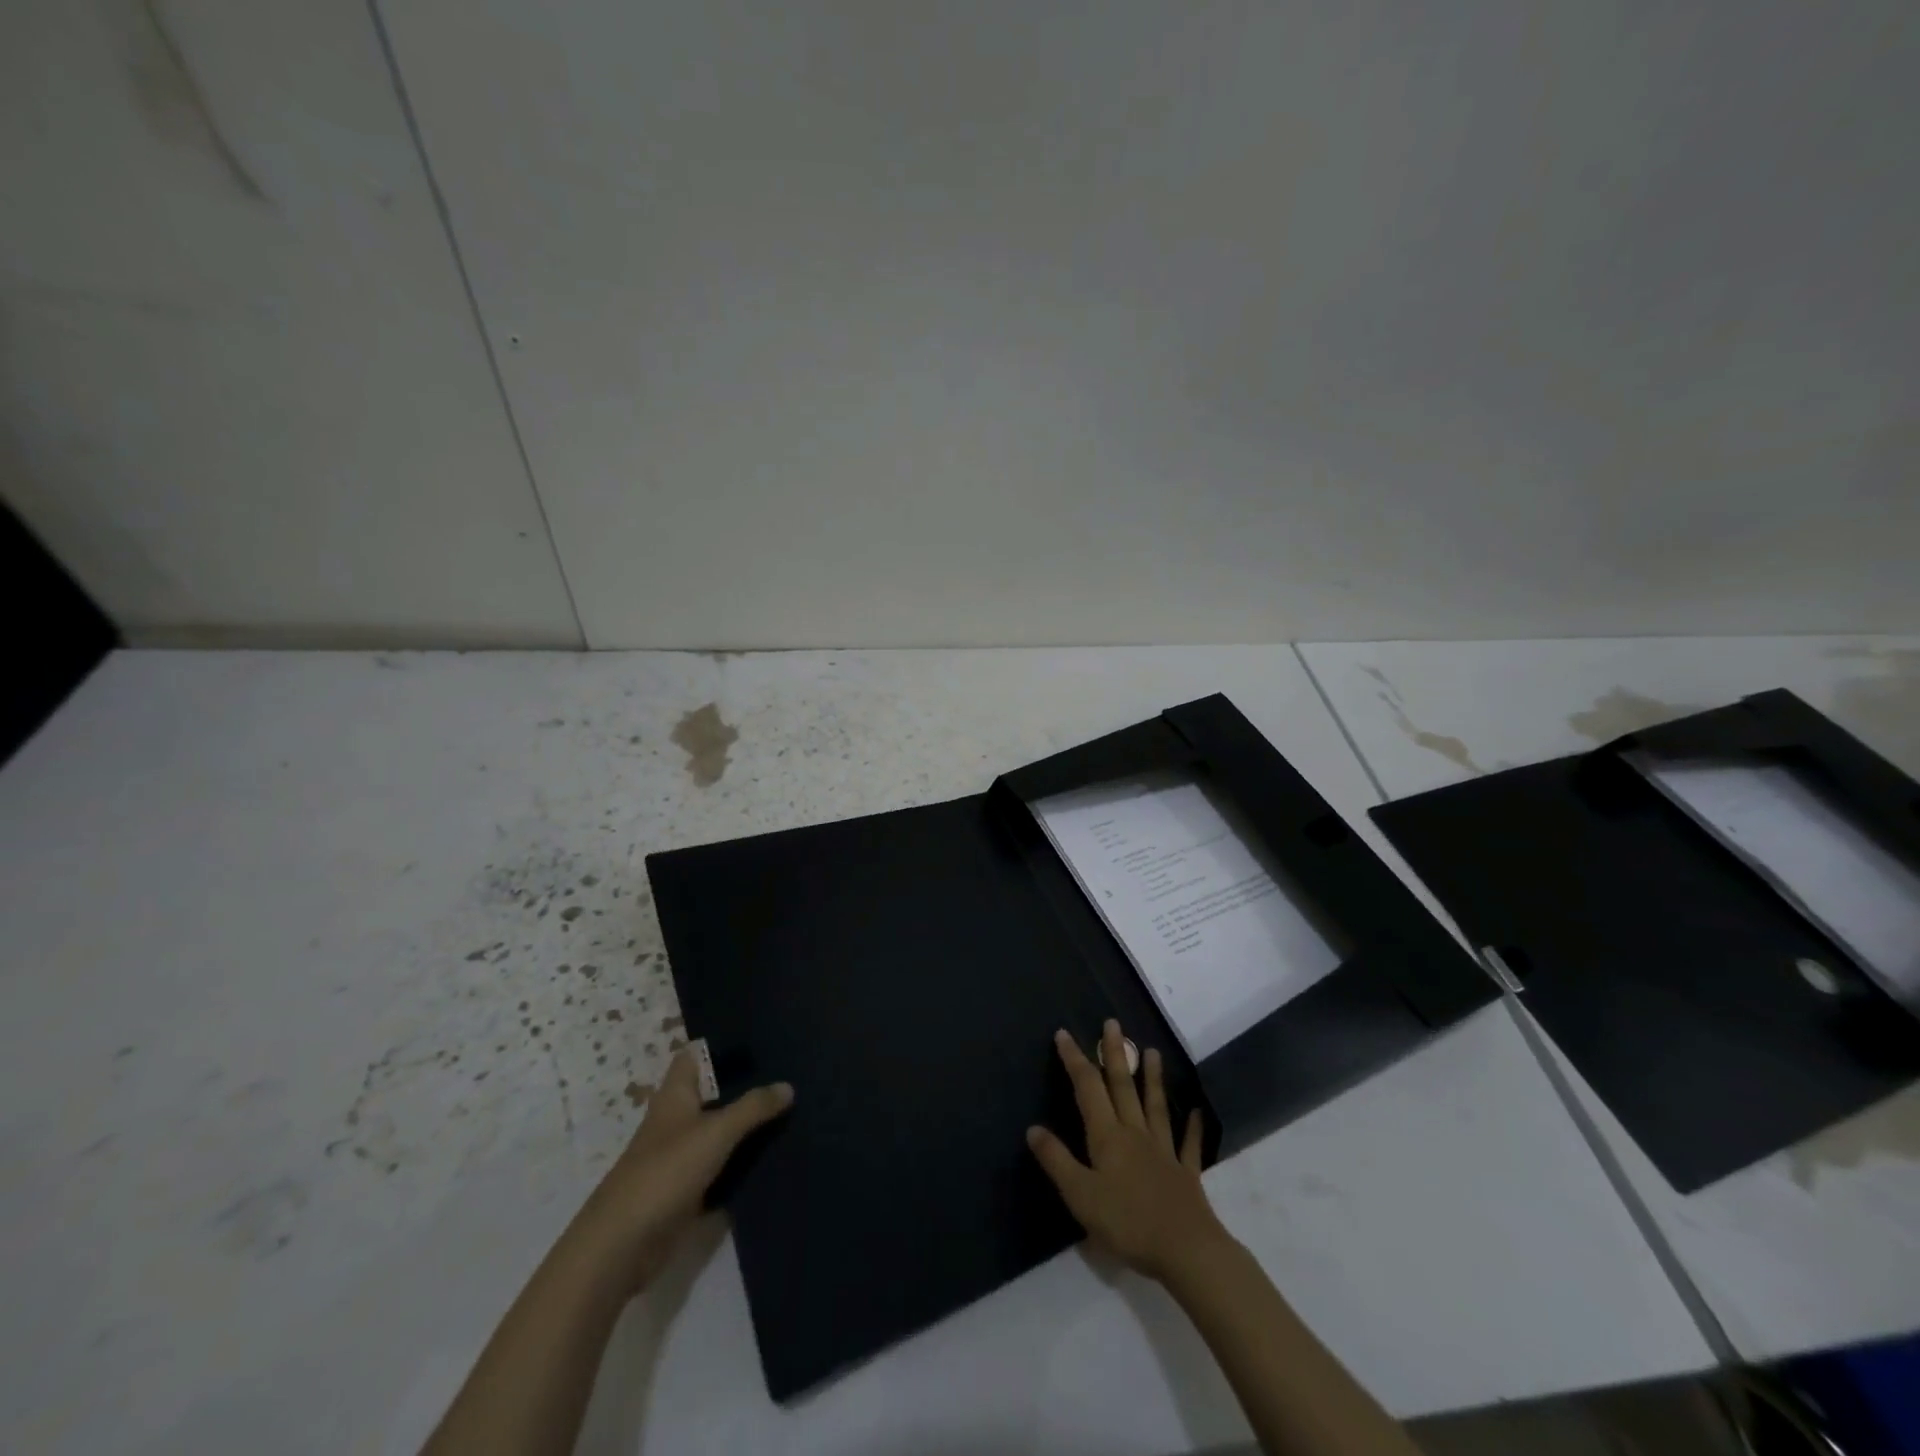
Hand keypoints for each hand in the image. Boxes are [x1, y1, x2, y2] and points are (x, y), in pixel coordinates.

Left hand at [571, 1051, 792, 1293]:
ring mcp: (680, 1157)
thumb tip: (788, 1086)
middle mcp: (676, 1120)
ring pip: (720, 1131)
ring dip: (747, 1126)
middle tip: (789, 1074)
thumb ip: (753, 1107)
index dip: (720, 1045)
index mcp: (675, 1095)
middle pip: (713, 1094)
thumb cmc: (666, 1172)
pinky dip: (742, 1163)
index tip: (757, 1038)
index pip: (694, 1056)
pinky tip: (775, 1157)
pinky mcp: (686, 1190)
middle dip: (745, 1086)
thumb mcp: (716, 1132)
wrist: (624, 1245)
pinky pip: (721, 1167)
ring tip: (792, 1111)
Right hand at [1027, 1020, 1228, 1282]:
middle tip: (1113, 1023)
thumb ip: (1057, 1161)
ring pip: (1155, 1106)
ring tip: (1153, 1051)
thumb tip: (1033, 1128)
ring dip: (1152, 1078)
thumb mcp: (1080, 1195)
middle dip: (1115, 1054)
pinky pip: (1188, 1144)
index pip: (1088, 1088)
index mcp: (1107, 1137)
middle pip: (1123, 1087)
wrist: (1186, 1250)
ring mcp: (1163, 1151)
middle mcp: (1135, 1133)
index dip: (1075, 1060)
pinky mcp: (1186, 1173)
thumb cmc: (1127, 1223)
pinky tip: (1196, 1111)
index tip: (1065, 1034)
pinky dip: (1192, 1127)